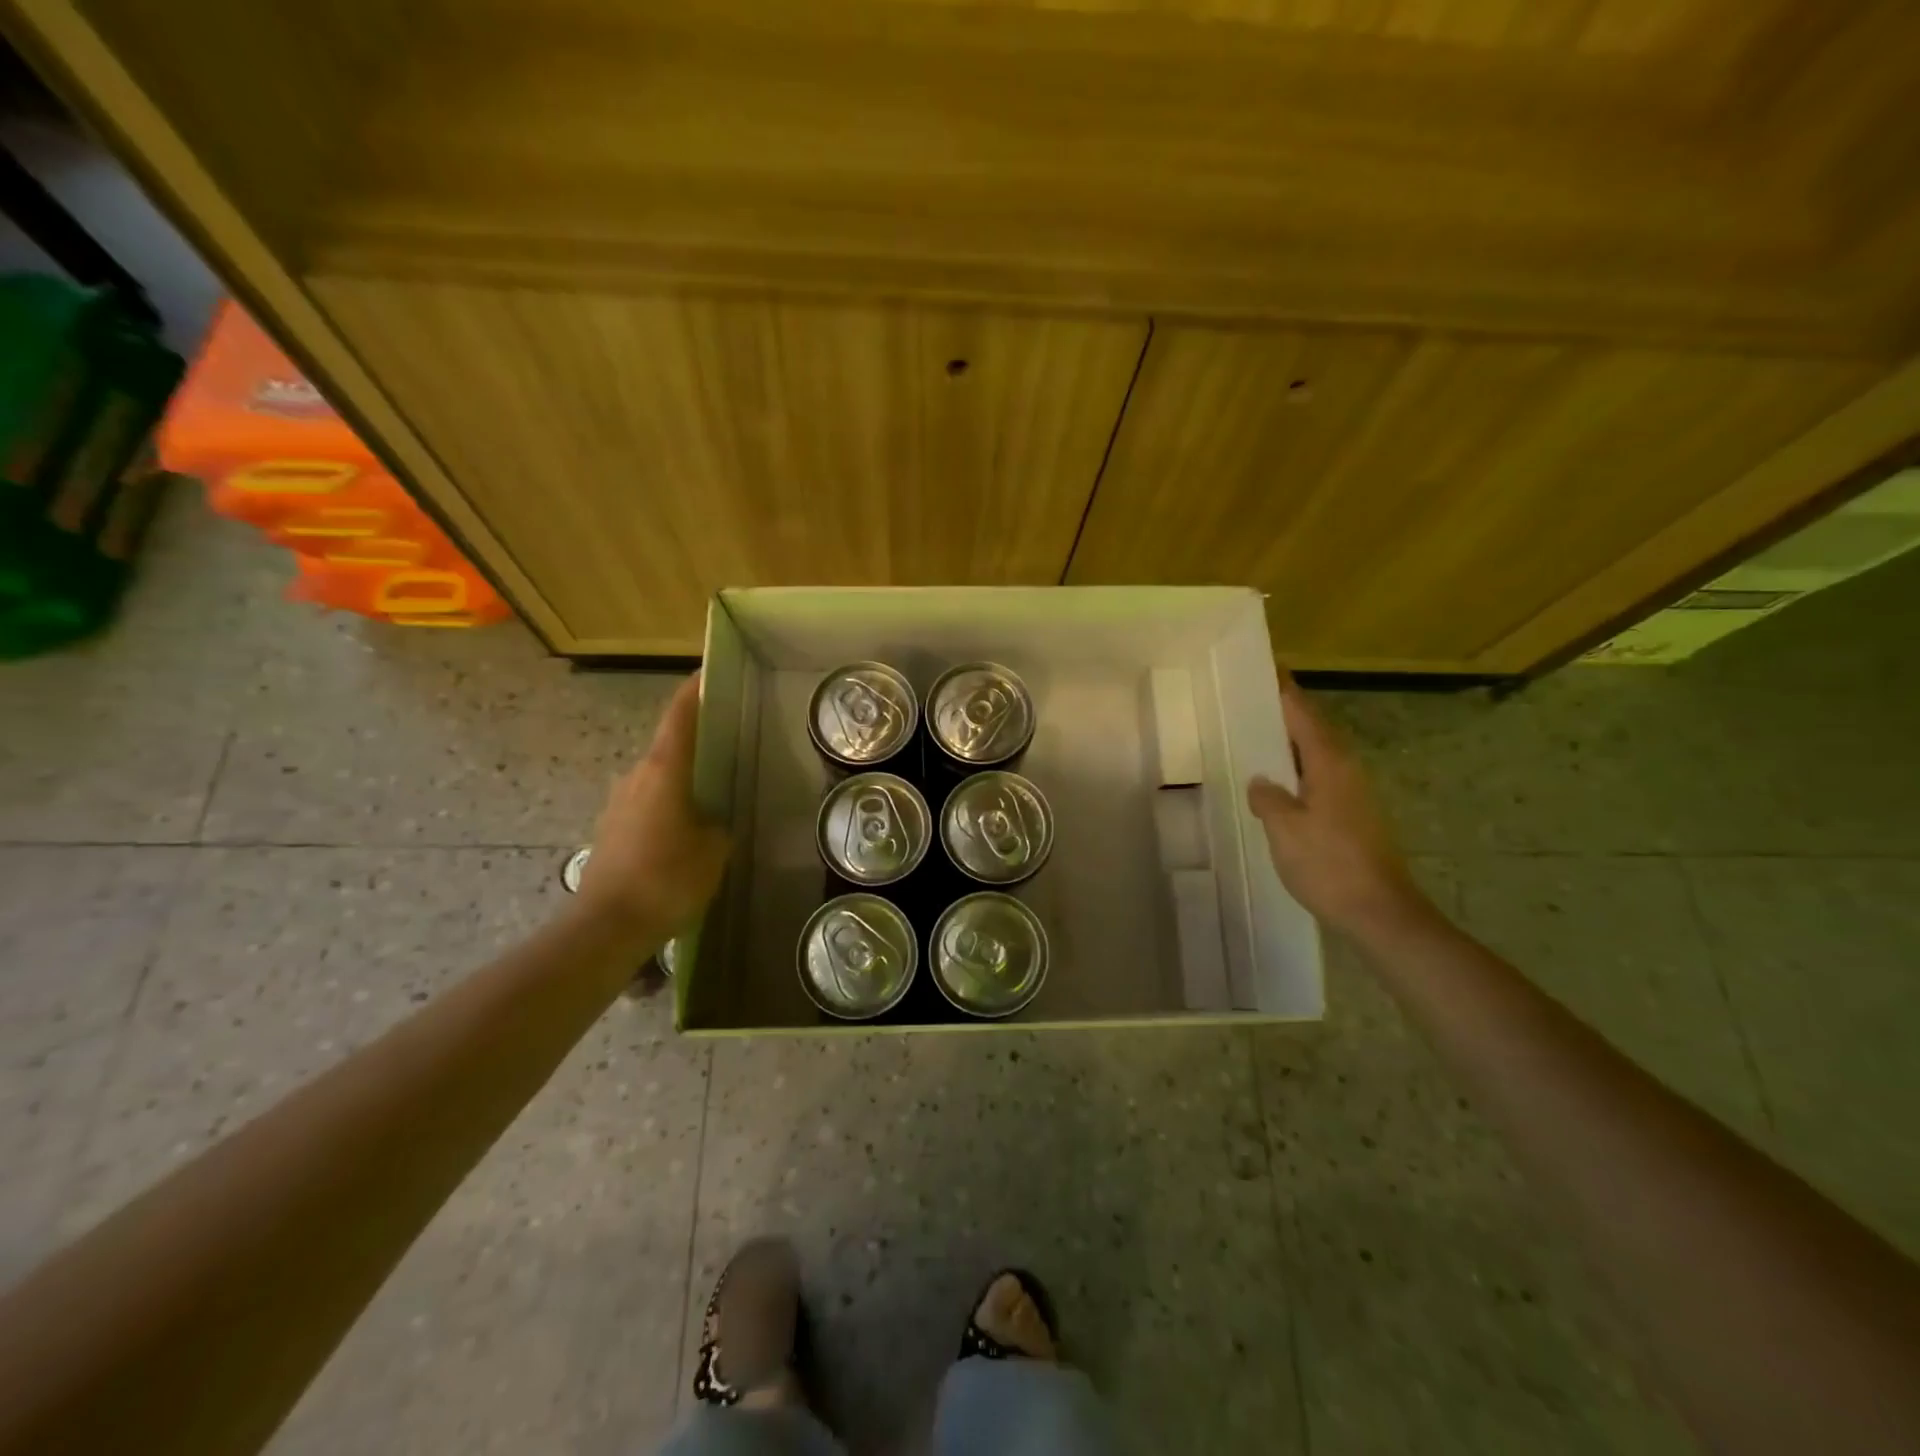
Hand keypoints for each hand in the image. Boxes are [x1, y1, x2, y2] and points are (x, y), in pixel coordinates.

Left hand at [577, 675, 730, 939]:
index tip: (710, 671)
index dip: (695, 690)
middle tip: (729, 739)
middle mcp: (636, 775)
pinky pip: (647, 800)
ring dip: (682, 774)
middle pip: (668, 743)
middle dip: (696, 737)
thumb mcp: (714, 850)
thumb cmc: (667, 879)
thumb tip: (715, 819)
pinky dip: (669, 800)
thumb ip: (719, 824)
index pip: (679, 715)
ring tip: (713, 787)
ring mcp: (619, 801)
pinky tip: (687, 825)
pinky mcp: (611, 827)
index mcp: (663, 769)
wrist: (606, 925)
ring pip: (657, 774)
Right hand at [1246, 675, 1427, 935]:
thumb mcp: (1285, 828)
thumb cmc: (1329, 864)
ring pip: (1318, 754)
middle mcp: (1346, 770)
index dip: (1285, 691)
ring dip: (1292, 742)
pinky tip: (1279, 783)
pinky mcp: (1355, 816)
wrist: (1380, 912)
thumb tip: (1262, 782)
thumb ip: (1268, 798)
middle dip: (1287, 712)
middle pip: (1314, 729)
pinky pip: (1320, 776)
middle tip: (1253, 700)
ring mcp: (1354, 794)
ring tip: (1259, 736)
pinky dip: (1298, 768)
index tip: (1268, 667)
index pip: (1303, 714)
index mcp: (1329, 763)